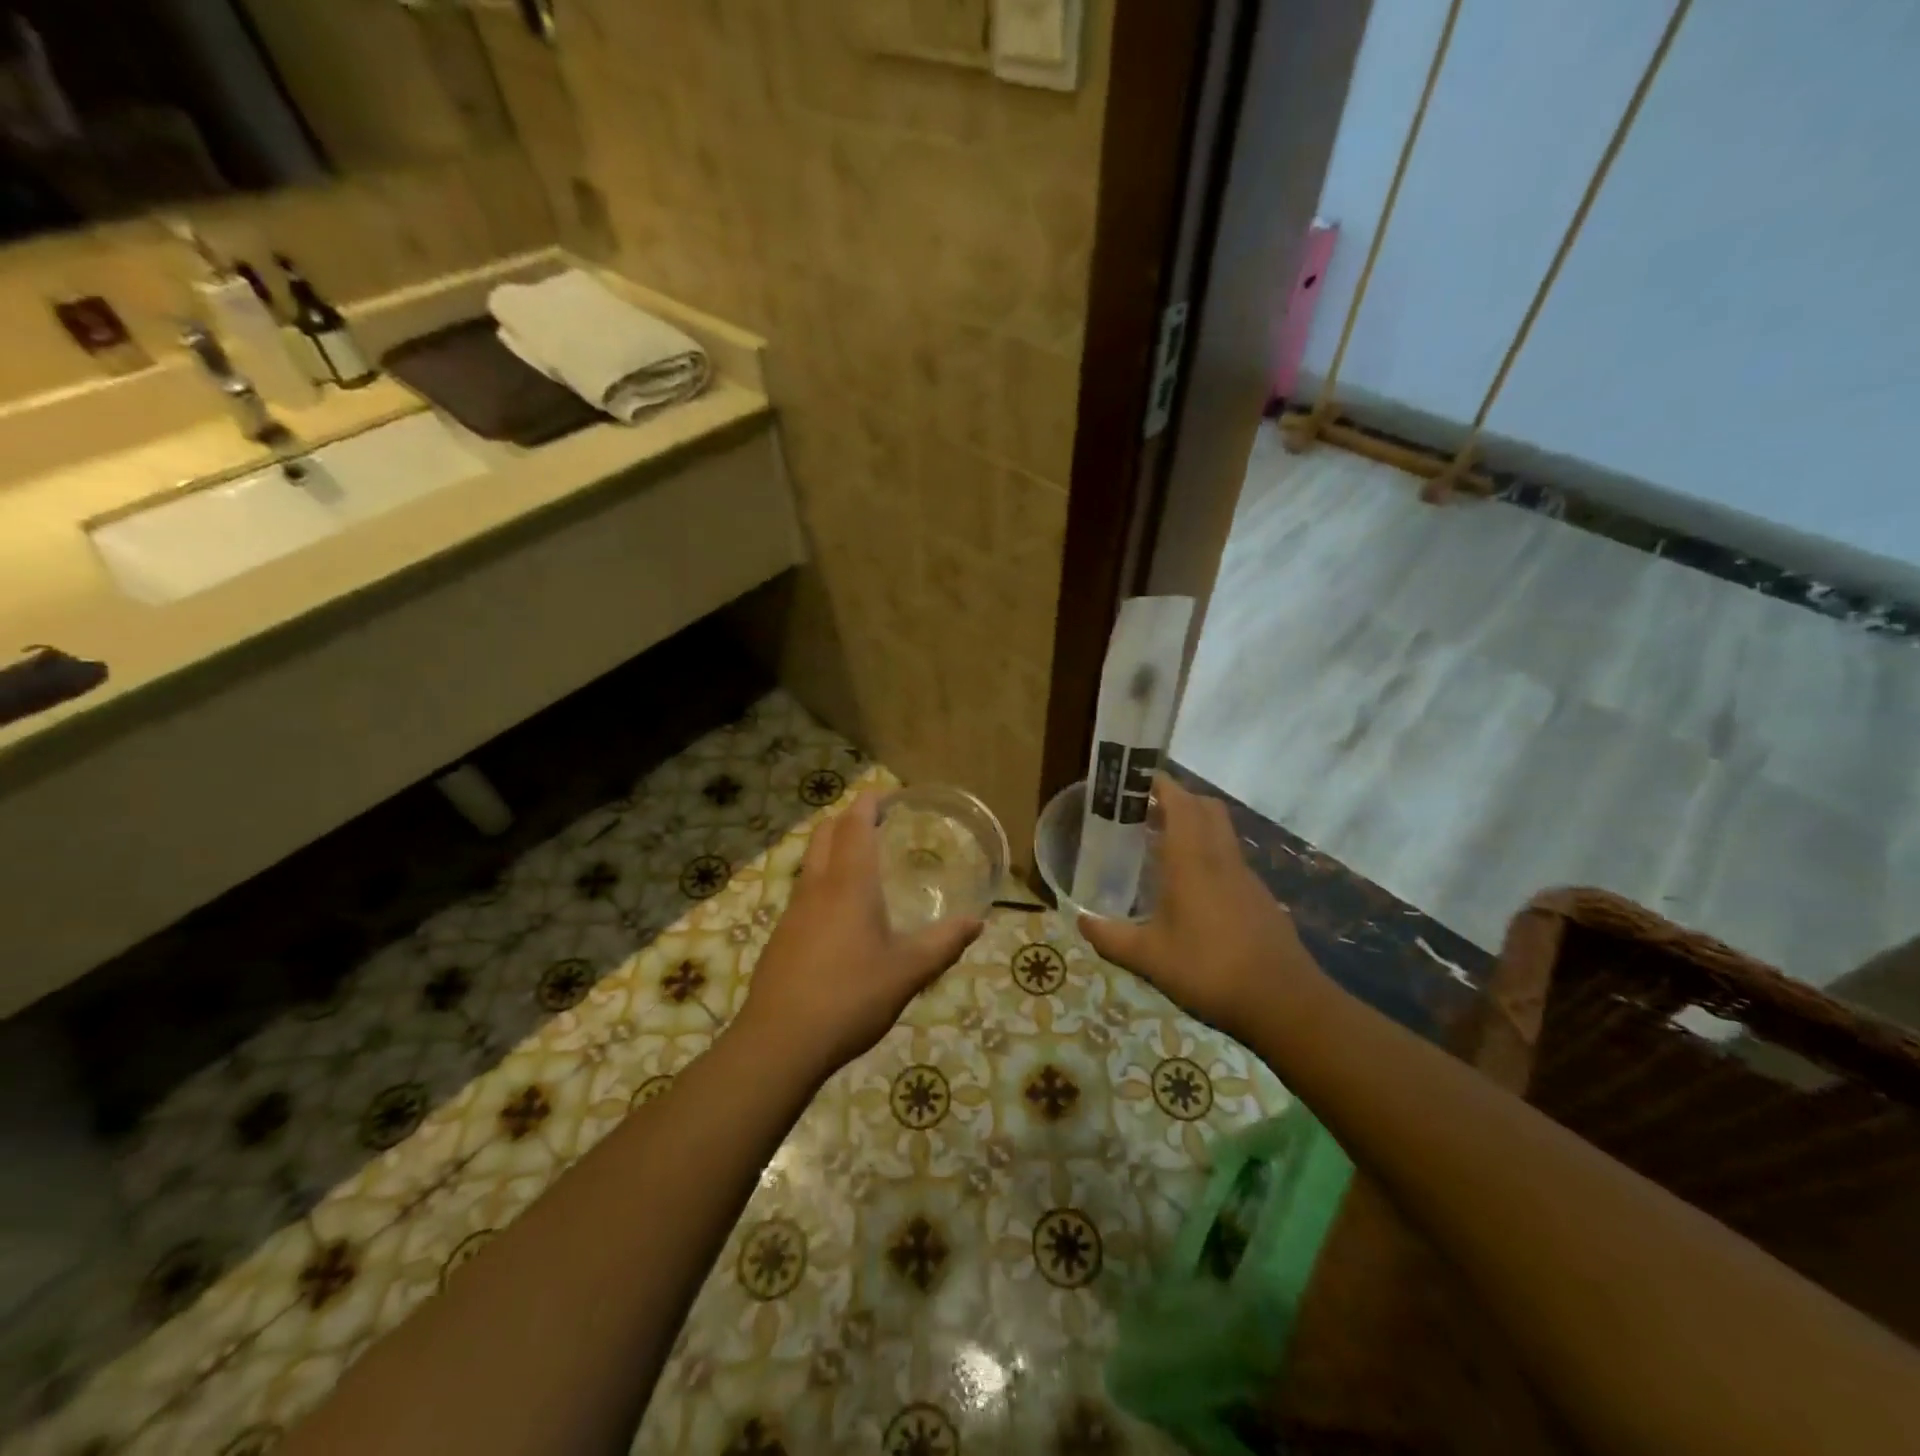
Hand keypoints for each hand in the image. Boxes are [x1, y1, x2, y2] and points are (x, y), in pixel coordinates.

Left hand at [737, 791, 982, 1077]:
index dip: (870, 802)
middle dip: (849, 818)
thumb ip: (943, 943)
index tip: (889, 795)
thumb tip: (976, 922)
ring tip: (864, 864)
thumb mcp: (908, 972)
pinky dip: (824, 880)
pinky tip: (842, 914)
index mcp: (849, 883)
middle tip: (879, 823)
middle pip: (825, 832)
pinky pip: (804, 890)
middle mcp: (817, 886)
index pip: (855, 823)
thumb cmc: (850, 997)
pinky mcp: (782, 936)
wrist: (780, 1042)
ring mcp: (793, 910)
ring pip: (811, 860)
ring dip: (833, 848)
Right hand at [1078, 775, 1323, 1043]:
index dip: (1160, 784)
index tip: (1136, 779)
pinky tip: (1190, 887)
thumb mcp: (1149, 958)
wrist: (1284, 1002)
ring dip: (1195, 825)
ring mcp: (1245, 877)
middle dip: (1178, 799)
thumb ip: (1111, 937)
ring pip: (1221, 831)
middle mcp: (1221, 858)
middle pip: (1206, 808)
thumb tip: (1080, 920)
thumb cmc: (1209, 970)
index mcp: (1193, 861)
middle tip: (1145, 811)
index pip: (1180, 803)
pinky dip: (1208, 853)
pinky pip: (1229, 858)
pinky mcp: (1259, 897)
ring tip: (1161, 844)